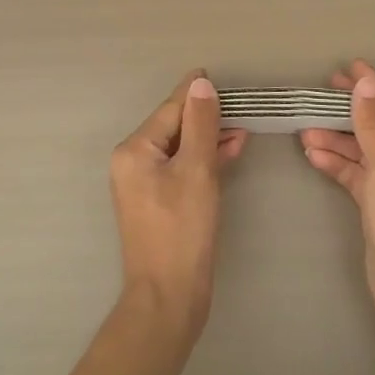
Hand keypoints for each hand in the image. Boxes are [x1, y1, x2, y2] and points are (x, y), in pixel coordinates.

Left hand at [109, 71, 247, 341]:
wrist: (168, 300)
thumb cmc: (182, 231)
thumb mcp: (196, 171)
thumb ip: (200, 124)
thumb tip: (200, 85)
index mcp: (135, 150)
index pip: (170, 109)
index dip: (195, 94)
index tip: (214, 75)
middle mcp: (133, 162)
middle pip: (174, 126)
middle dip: (206, 116)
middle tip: (239, 104)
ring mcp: (144, 184)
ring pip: (180, 148)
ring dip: (209, 137)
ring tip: (242, 127)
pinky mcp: (158, 203)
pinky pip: (182, 168)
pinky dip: (204, 160)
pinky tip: (230, 151)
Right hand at [300, 61, 374, 353]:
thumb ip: (374, 124)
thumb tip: (368, 83)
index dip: (371, 85)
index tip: (345, 67)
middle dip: (349, 111)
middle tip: (318, 94)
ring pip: (366, 151)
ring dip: (338, 140)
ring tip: (304, 129)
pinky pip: (360, 175)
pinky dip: (339, 165)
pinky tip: (314, 155)